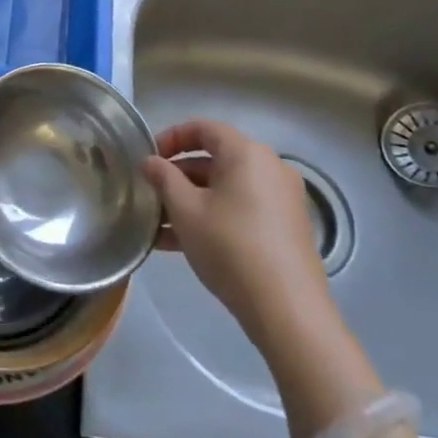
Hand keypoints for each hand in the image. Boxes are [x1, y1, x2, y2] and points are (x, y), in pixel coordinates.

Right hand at [144, 120, 334, 356]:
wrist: (287, 310)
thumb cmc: (230, 247)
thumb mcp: (185, 210)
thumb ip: (163, 178)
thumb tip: (150, 161)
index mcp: (246, 153)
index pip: (203, 128)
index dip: (171, 137)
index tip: (149, 158)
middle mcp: (269, 167)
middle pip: (215, 159)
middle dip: (179, 175)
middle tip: (152, 194)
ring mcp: (282, 199)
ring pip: (226, 188)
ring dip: (192, 200)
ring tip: (160, 226)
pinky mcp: (287, 228)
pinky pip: (242, 209)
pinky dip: (214, 216)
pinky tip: (183, 244)